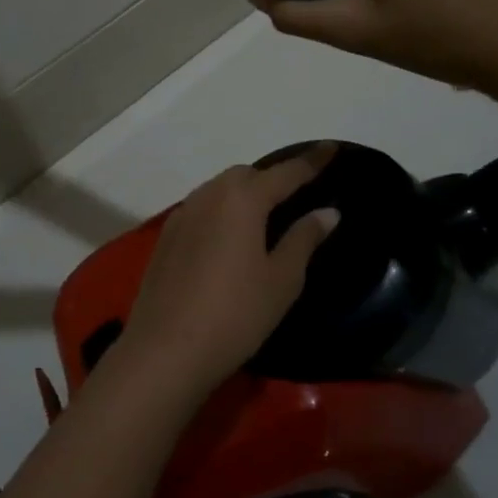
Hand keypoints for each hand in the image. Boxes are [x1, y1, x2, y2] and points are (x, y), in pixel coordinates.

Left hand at [116, 146, 340, 401]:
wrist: (165, 349)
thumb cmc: (235, 314)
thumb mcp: (281, 280)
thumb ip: (304, 238)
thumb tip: (327, 211)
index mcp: (242, 199)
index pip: (286, 172)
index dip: (312, 161)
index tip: (331, 148)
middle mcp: (209, 195)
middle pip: (247, 175)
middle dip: (273, 178)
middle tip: (297, 194)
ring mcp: (182, 215)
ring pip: (219, 189)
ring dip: (244, 192)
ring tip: (266, 214)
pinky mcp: (166, 237)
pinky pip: (202, 208)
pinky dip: (222, 210)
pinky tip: (230, 236)